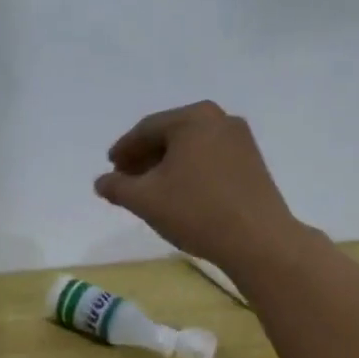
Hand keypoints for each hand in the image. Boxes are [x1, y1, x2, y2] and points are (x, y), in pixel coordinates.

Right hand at [94, 101, 299, 269]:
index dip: (124, 150)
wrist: (257, 239)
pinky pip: (210, 160)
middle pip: (170, 135)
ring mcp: (241, 140)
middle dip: (145, 157)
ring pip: (191, 148)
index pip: (146, 130)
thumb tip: (101, 182)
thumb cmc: (195, 211)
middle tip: (126, 179)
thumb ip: (117, 187)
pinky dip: (189, 172)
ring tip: (150, 190)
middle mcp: (219, 119)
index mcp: (192, 119)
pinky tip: (180, 194)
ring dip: (166, 166)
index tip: (110, 168)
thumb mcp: (145, 200)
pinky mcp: (252, 163)